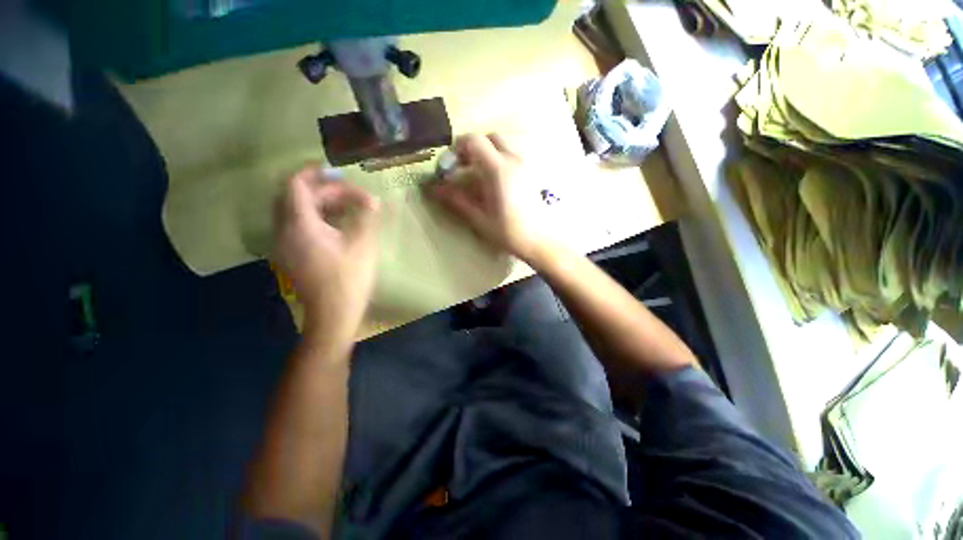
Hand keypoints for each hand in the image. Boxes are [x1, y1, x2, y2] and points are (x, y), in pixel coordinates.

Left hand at [273, 165, 379, 343]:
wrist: (333, 315)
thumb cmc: (349, 279)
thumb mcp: (363, 245)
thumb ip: (366, 217)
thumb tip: (373, 200)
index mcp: (300, 226)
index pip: (295, 185)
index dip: (315, 173)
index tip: (338, 173)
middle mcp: (283, 231)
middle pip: (294, 196)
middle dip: (322, 190)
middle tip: (351, 195)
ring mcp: (284, 244)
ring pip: (294, 211)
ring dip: (319, 203)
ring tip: (347, 207)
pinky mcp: (290, 254)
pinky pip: (296, 225)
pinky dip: (315, 217)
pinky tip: (336, 225)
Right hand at [426, 133, 543, 260]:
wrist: (540, 240)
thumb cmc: (509, 232)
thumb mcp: (479, 218)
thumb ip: (457, 200)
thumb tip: (435, 189)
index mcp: (498, 169)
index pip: (474, 141)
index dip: (457, 149)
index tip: (450, 167)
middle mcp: (513, 160)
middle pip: (489, 138)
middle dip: (472, 148)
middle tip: (462, 168)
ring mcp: (524, 165)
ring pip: (502, 145)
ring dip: (486, 153)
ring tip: (477, 175)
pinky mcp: (530, 172)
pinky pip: (511, 155)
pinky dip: (498, 159)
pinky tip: (493, 182)